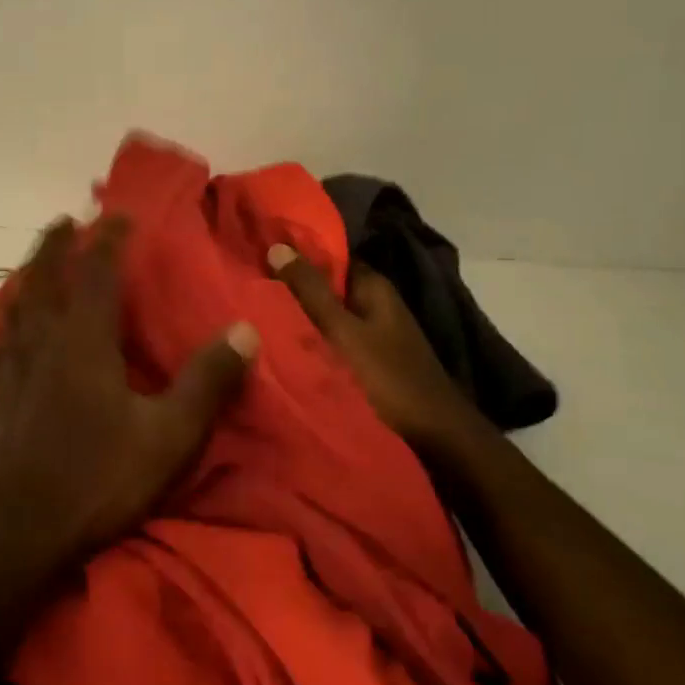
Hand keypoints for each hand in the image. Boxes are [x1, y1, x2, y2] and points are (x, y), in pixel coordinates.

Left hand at [0, 216, 259, 578]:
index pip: (97, 272)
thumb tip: (245, 330)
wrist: (19, 534)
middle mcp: (40, 342)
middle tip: (64, 223)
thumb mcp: (170, 435)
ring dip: (25, 281)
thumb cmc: (98, 479)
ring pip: (12, 309)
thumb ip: (208, 381)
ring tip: (32, 270)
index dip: (109, 239)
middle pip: (43, 279)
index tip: (119, 215)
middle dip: (55, 246)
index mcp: (84, 341)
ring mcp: (6, 370)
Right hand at [267, 245, 477, 451]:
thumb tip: (277, 246)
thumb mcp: (343, 332)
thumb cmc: (388, 378)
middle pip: (327, 287)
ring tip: (256, 315)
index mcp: (373, 287)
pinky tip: (282, 347)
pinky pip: (333, 342)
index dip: (296, 254)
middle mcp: (376, 304)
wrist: (435, 438)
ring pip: (328, 317)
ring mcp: (375, 335)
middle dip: (292, 288)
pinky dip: (312, 342)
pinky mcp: (370, 362)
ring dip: (300, 318)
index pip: (330, 256)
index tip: (258, 254)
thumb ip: (311, 292)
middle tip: (248, 287)